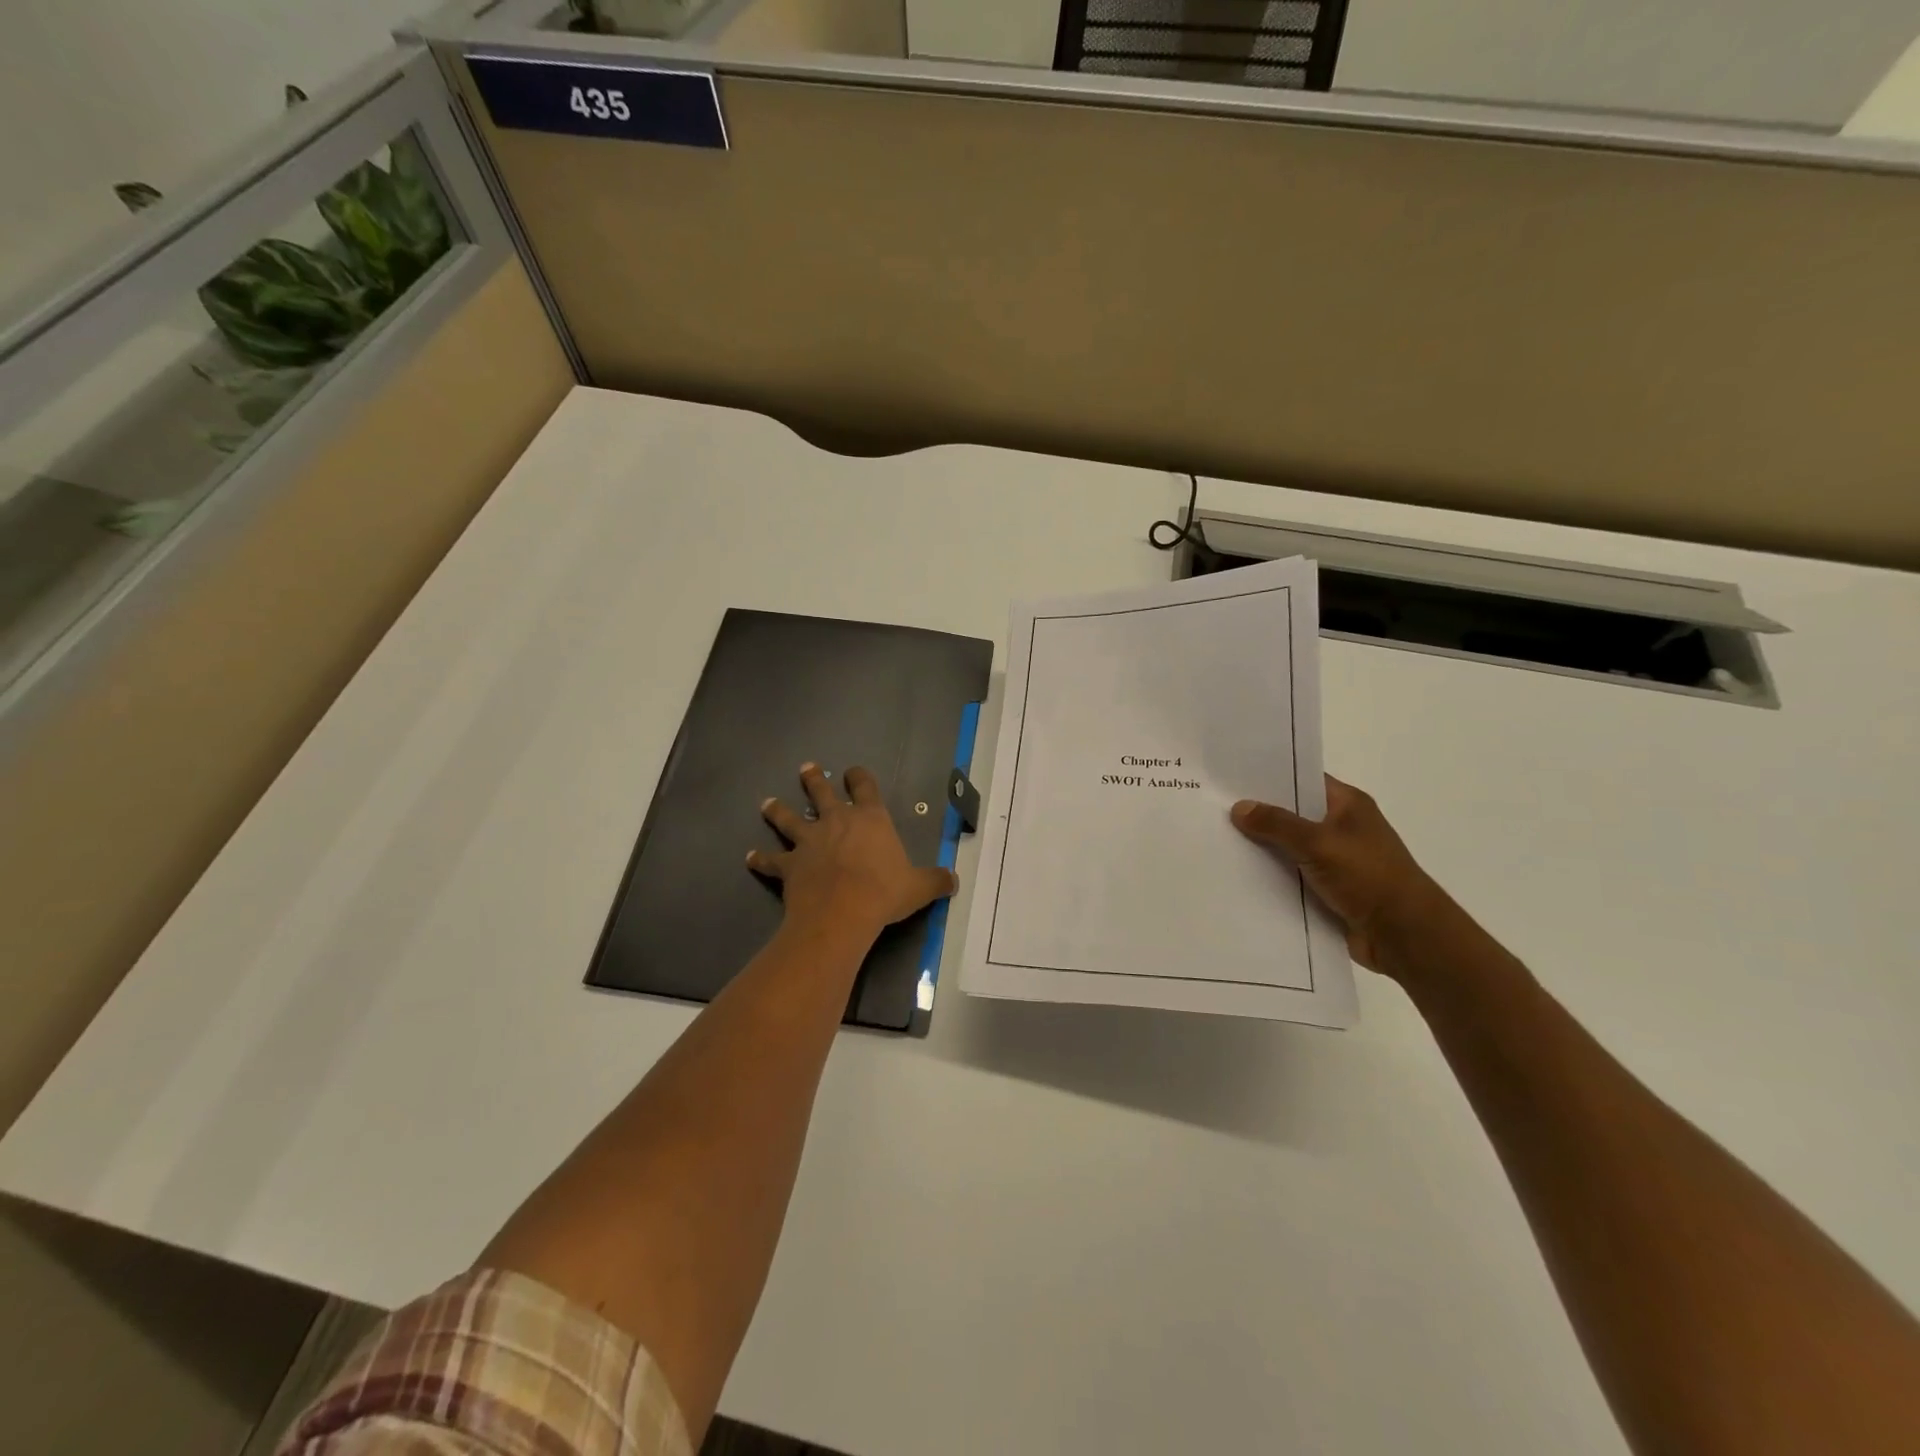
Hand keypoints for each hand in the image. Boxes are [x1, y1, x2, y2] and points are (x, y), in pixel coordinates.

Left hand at [749, 763, 957, 939]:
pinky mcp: (789, 865)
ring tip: (767, 803)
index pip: (864, 787)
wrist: (841, 914)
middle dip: (813, 779)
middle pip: (820, 792)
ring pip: (788, 818)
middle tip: (806, 768)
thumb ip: (935, 881)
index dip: (858, 777)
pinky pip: (771, 860)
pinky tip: (751, 856)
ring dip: (777, 810)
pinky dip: (760, 858)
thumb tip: (954, 880)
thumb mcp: (918, 887)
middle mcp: (836, 821)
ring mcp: (808, 841)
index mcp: (870, 819)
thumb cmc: (883, 893)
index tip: (852, 771)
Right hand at [1231, 776, 1446, 975]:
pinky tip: (1239, 875)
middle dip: (1260, 815)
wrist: (1404, 935)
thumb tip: (1239, 808)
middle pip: (1293, 814)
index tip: (1232, 778)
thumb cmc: (1368, 876)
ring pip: (1290, 848)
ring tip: (1218, 841)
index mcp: (1348, 805)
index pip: (1304, 781)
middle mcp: (1342, 828)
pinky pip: (1293, 876)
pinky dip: (1272, 877)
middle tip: (1215, 809)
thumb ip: (1277, 824)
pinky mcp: (1329, 890)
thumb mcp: (1319, 842)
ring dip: (1263, 849)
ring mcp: (1336, 860)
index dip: (1271, 778)